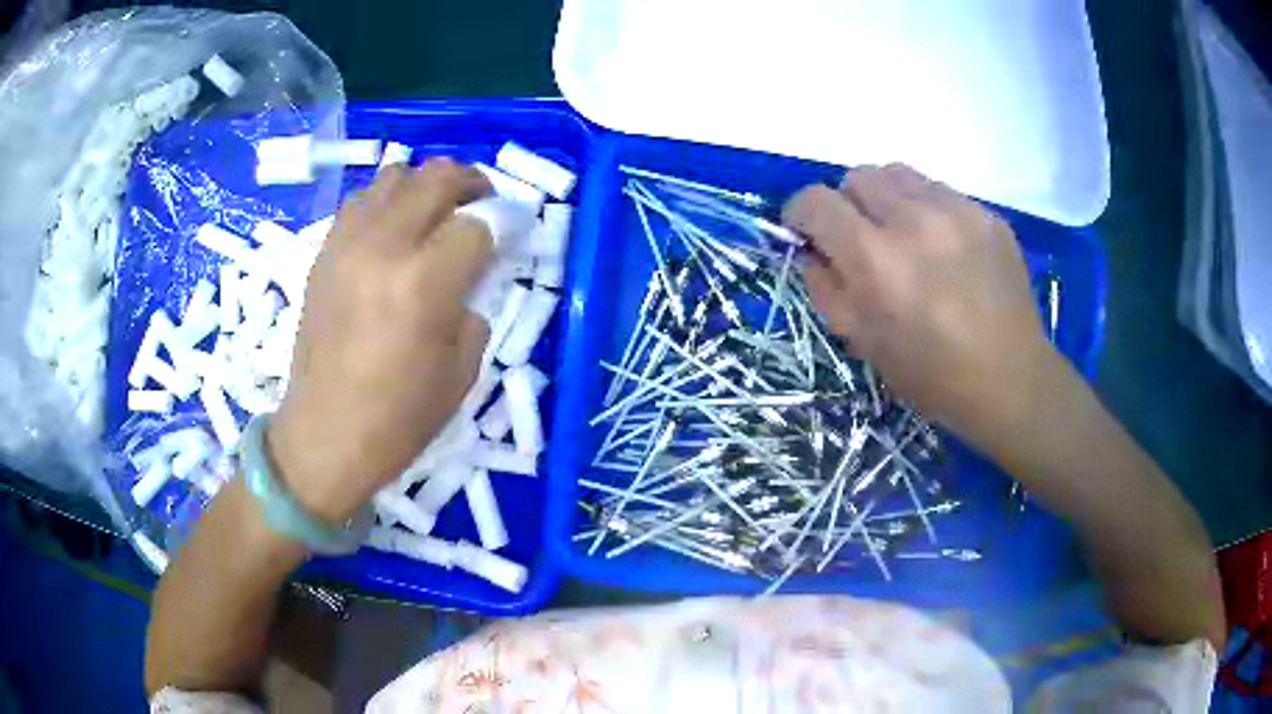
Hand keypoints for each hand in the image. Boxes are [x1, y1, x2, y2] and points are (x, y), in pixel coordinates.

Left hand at [268, 158, 492, 522]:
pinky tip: (394, 228)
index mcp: (425, 285)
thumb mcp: (462, 372)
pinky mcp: (324, 253)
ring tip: (434, 211)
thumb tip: (471, 274)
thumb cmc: (398, 419)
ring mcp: (347, 245)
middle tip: (482, 203)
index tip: (513, 230)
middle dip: (471, 182)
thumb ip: (474, 306)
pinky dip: (387, 201)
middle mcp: (384, 248)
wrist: (324, 435)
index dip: (504, 222)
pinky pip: (360, 200)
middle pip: (437, 178)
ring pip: (395, 175)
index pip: (478, 223)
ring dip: (425, 185)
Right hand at [783, 164, 1054, 446]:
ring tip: (906, 237)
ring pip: (899, 174)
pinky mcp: (987, 213)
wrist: (1010, 380)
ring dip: (888, 200)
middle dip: (847, 204)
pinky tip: (946, 249)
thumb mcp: (863, 343)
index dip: (801, 214)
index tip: (808, 233)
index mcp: (875, 258)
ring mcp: (957, 210)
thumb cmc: (931, 375)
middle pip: (857, 175)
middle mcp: (913, 219)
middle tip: (863, 240)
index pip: (815, 200)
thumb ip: (825, 288)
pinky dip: (928, 210)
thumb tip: (812, 251)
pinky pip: (940, 191)